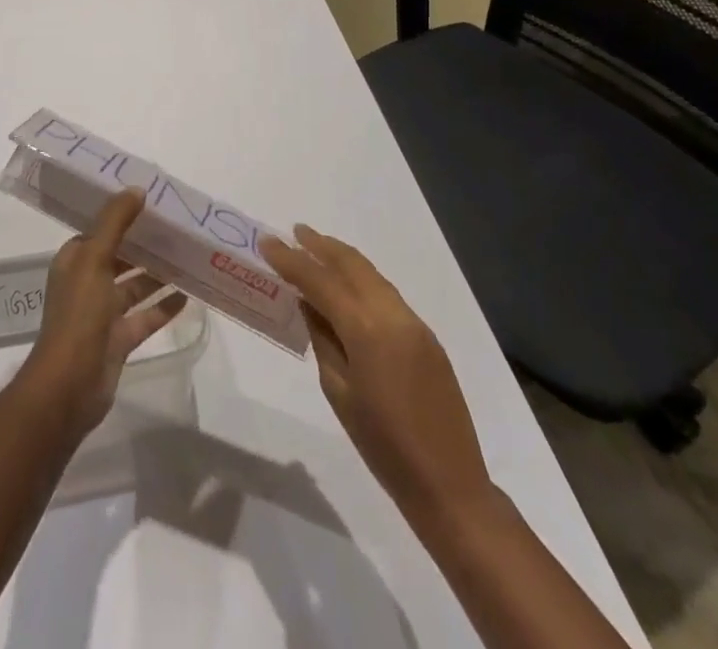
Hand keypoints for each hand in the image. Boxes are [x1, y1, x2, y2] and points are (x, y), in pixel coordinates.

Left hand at [16, 189, 186, 439]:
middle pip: (120, 257)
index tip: (151, 201)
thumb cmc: (78, 315)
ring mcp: (103, 314)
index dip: (122, 215)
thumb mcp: (94, 259)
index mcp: (75, 261)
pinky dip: (164, 306)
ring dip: (158, 274)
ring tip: (189, 257)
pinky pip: (146, 316)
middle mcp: (87, 283)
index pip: (100, 230)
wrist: (69, 386)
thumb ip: (115, 223)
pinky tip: (189, 295)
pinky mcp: (119, 340)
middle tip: (178, 227)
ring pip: (135, 286)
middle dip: (145, 244)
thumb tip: (137, 189)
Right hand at [260, 225, 495, 531]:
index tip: (267, 242)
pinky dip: (362, 281)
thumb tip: (309, 303)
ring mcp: (415, 323)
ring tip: (316, 250)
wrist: (449, 485)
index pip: (320, 281)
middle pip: (352, 265)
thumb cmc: (383, 447)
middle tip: (293, 233)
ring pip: (372, 275)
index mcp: (366, 330)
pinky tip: (347, 288)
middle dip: (321, 246)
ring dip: (343, 259)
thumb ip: (322, 340)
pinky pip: (387, 294)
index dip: (291, 260)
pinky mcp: (427, 336)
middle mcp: (393, 315)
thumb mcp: (339, 393)